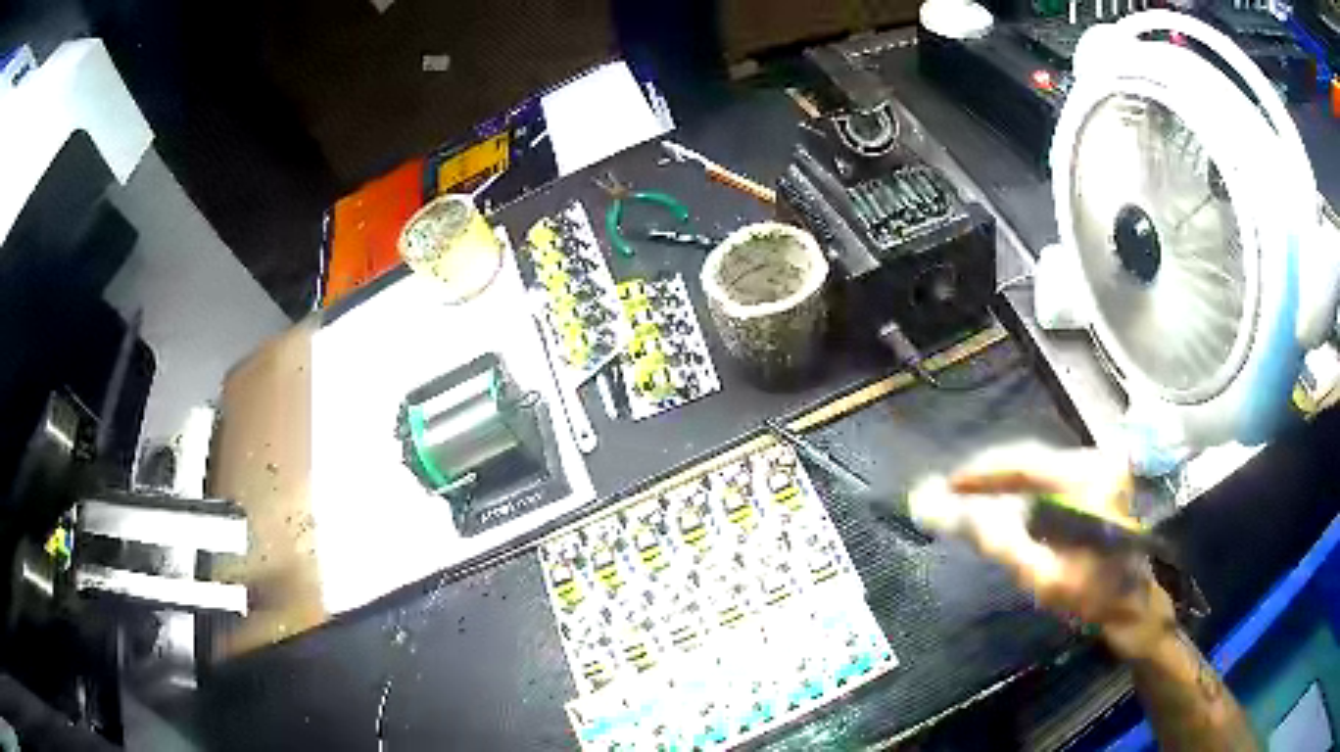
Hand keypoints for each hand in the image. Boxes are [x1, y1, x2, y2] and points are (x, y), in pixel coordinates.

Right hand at [912, 443, 1176, 659]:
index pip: (1025, 464)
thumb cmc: (1094, 594)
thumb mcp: (1046, 578)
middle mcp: (1095, 463)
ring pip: (1040, 467)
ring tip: (972, 496)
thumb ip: (1004, 544)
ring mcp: (1099, 471)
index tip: (948, 484)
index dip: (983, 473)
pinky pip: (1051, 478)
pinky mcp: (1097, 483)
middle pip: (1032, 460)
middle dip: (991, 475)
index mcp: (1089, 479)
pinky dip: (1023, 489)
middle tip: (954, 491)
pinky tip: (1005, 502)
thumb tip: (959, 517)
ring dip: (1005, 482)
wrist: (1134, 603)